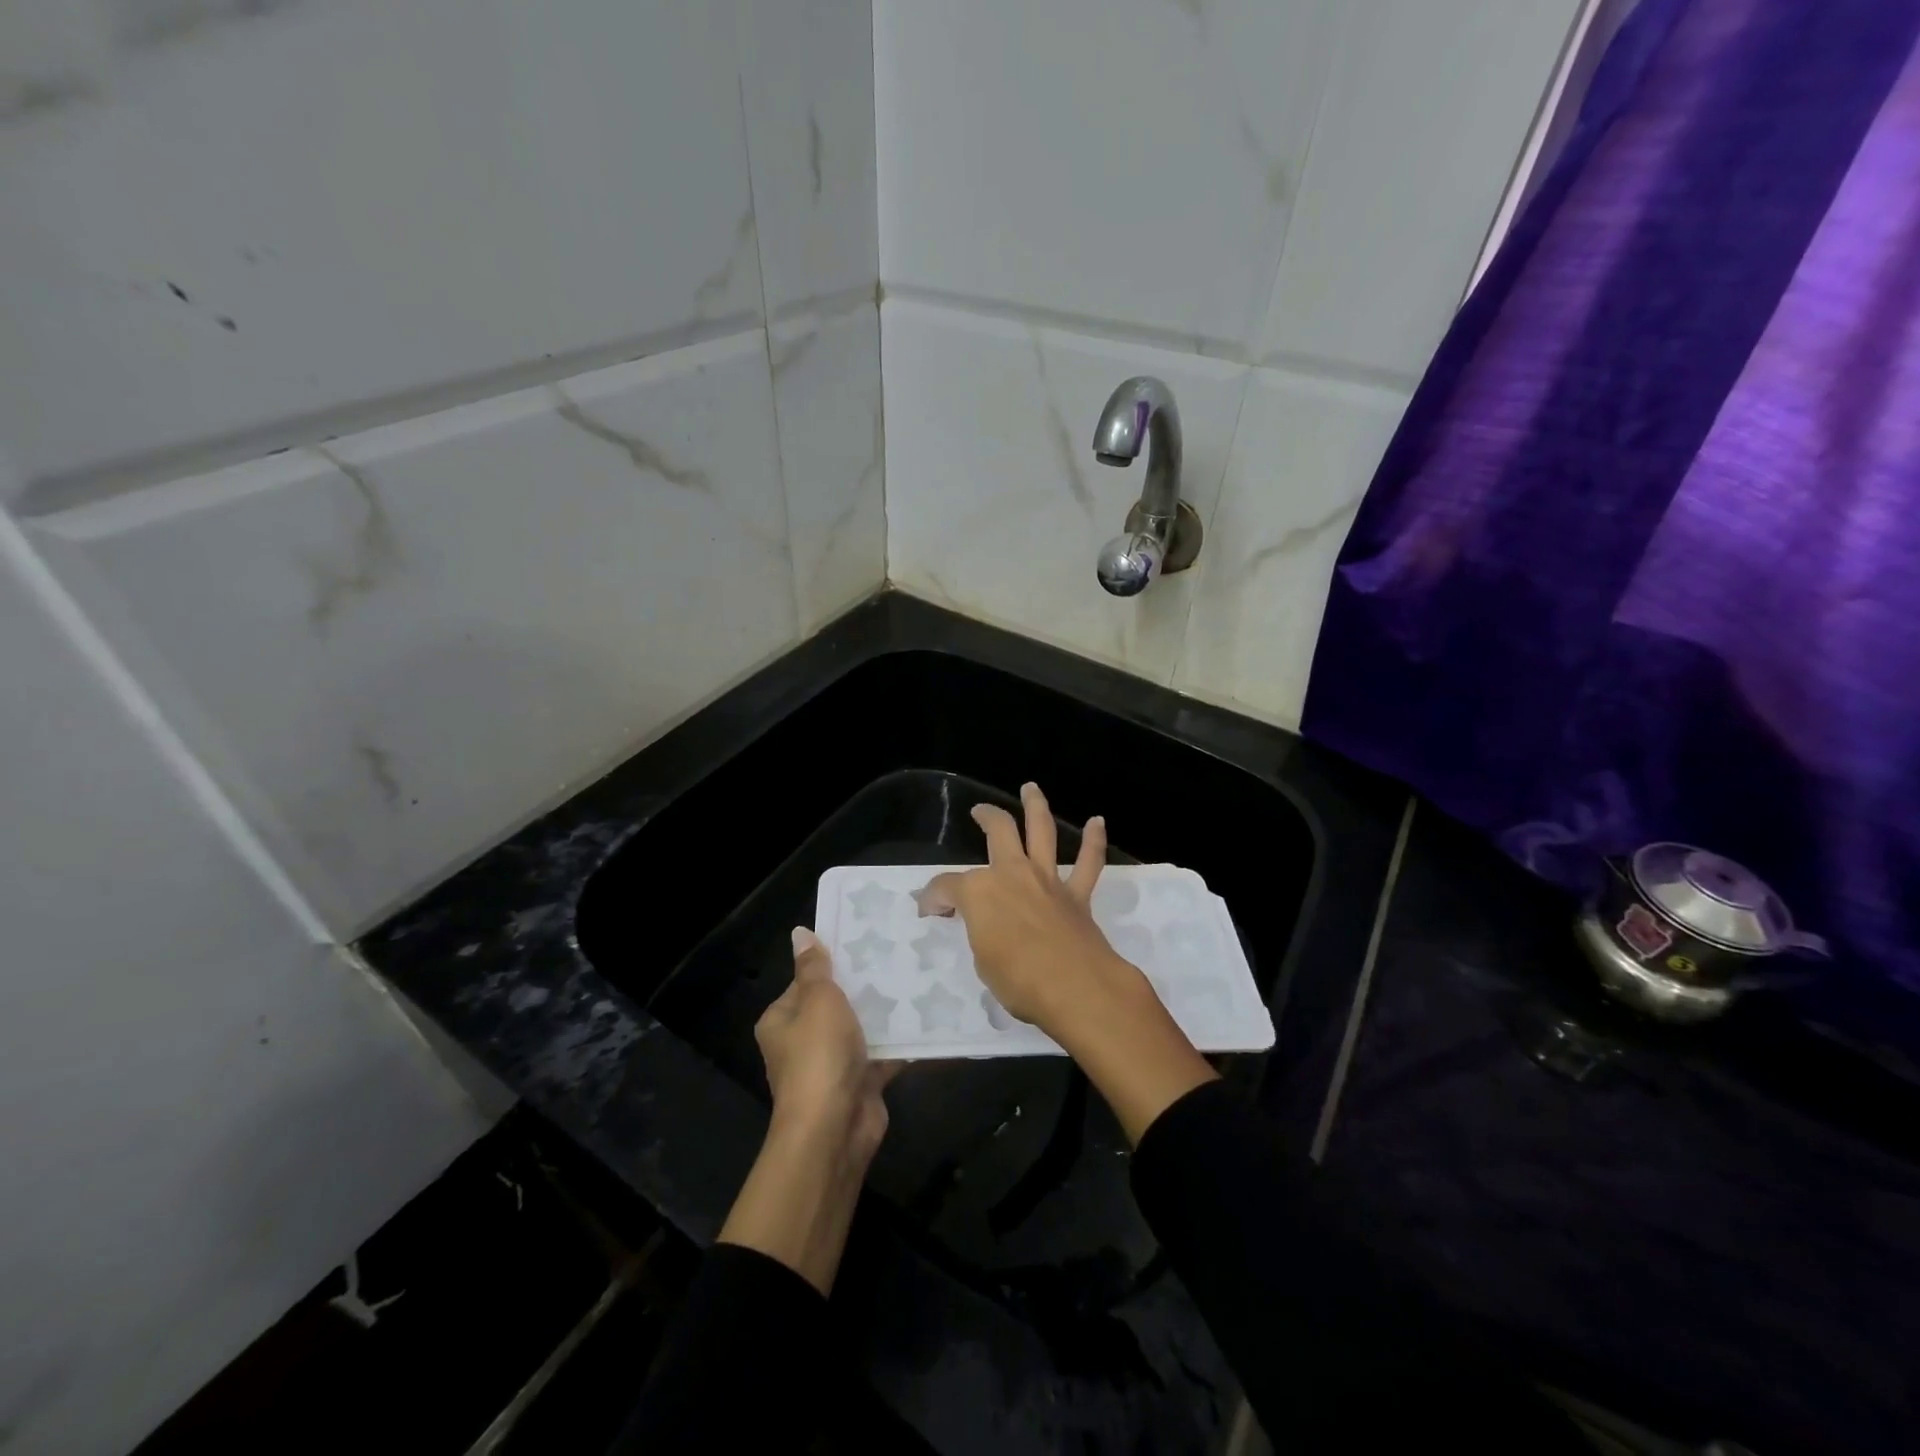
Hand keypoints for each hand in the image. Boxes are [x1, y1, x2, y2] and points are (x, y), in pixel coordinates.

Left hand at [755, 927, 895, 1163]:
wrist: (834, 1130)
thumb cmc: (819, 1057)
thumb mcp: (817, 1001)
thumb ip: (815, 968)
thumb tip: (800, 932)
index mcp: (782, 1020)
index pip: (806, 982)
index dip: (833, 963)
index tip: (865, 942)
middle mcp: (803, 1042)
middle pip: (836, 1005)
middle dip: (864, 986)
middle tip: (898, 956)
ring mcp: (832, 1065)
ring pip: (862, 1029)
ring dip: (885, 1013)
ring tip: (918, 979)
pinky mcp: (860, 1083)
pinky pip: (882, 1054)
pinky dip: (901, 1042)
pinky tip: (928, 1018)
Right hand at [920, 782, 1217, 1143]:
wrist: (1076, 987)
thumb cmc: (1019, 980)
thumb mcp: (982, 961)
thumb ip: (980, 933)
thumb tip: (981, 924)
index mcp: (979, 891)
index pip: (946, 887)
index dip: (934, 898)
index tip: (929, 911)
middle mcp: (1012, 873)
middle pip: (998, 832)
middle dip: (987, 817)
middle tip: (979, 812)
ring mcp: (1047, 880)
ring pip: (1042, 831)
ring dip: (1036, 806)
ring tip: (1030, 788)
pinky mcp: (1077, 895)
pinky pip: (1088, 862)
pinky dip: (1094, 841)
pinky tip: (1097, 822)